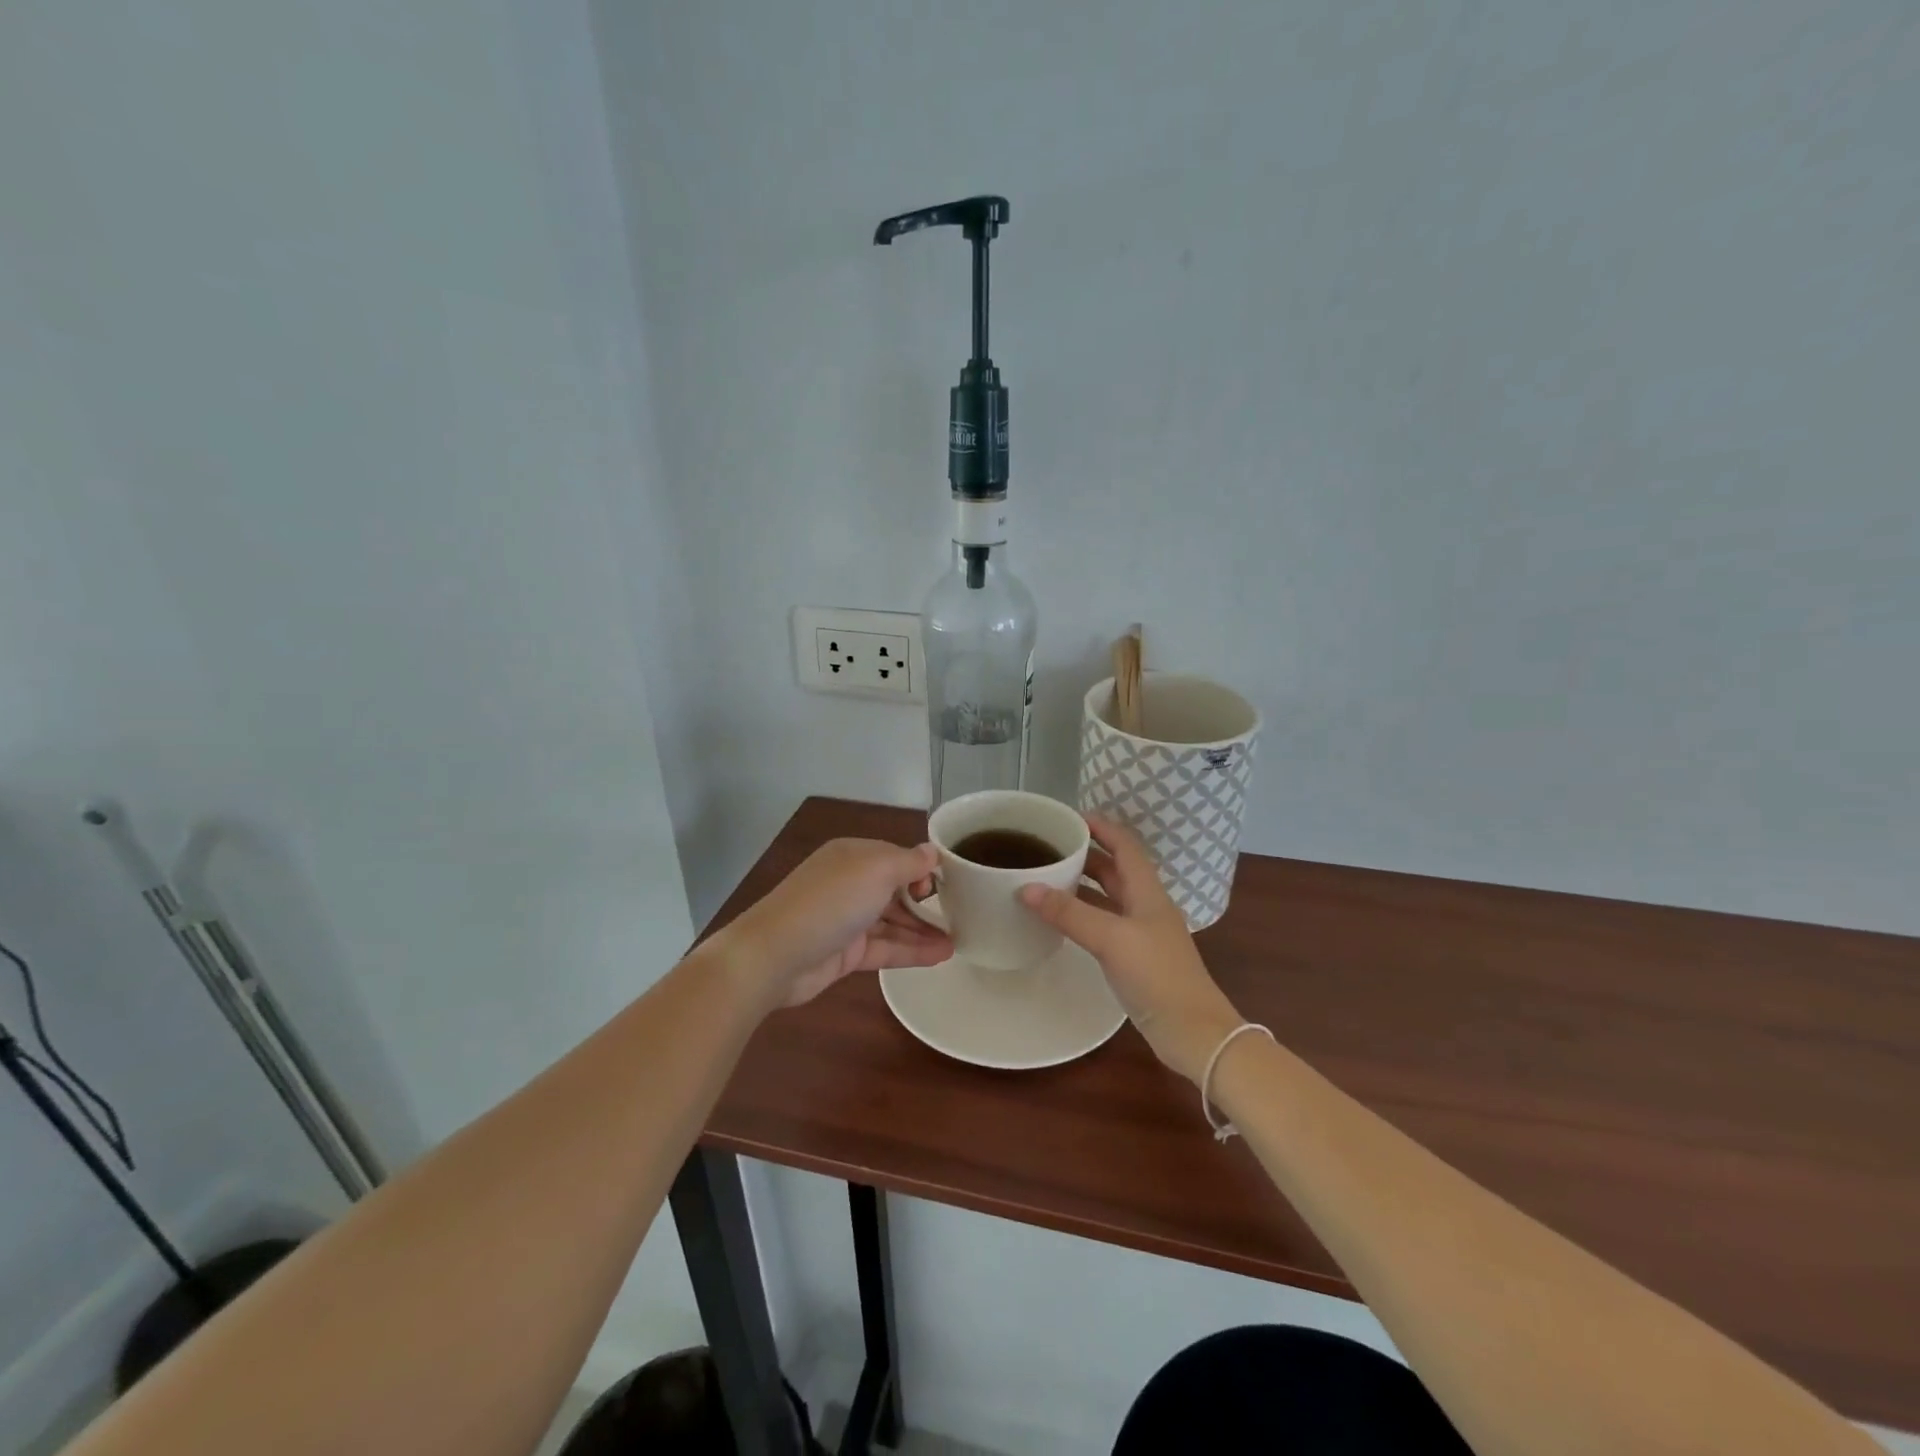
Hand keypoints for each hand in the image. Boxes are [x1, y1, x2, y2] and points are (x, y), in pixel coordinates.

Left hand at [724, 839, 951, 1007]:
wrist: (775, 955)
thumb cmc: (830, 901)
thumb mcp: (876, 870)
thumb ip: (908, 862)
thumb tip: (932, 852)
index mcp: (853, 856)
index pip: (896, 857)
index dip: (923, 868)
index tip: (952, 882)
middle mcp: (850, 884)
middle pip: (896, 890)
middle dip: (927, 901)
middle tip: (963, 913)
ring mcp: (847, 920)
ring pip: (893, 921)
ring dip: (924, 929)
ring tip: (960, 940)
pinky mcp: (846, 954)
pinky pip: (886, 948)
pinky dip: (912, 950)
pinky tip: (941, 955)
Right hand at [1019, 816, 1243, 1082]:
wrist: (1193, 1033)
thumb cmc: (1157, 976)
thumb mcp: (1110, 939)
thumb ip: (1069, 913)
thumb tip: (1026, 887)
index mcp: (1147, 892)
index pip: (1125, 845)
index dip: (1101, 827)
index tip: (1068, 817)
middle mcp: (1146, 906)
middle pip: (1115, 869)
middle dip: (1085, 854)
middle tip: (1048, 846)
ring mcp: (1142, 933)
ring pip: (1109, 896)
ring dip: (1083, 884)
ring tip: (1047, 876)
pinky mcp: (1135, 958)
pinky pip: (1105, 923)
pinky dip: (1083, 913)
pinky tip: (1062, 919)